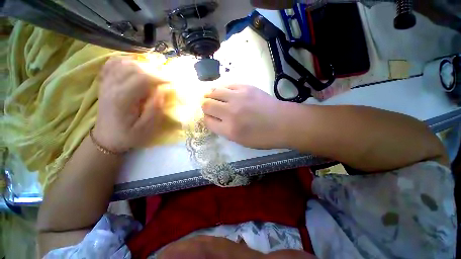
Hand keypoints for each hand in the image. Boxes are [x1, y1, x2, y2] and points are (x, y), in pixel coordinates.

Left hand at [94, 56, 164, 150]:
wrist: (106, 138)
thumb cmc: (128, 135)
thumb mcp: (146, 128)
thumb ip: (155, 109)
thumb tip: (162, 91)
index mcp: (121, 99)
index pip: (142, 78)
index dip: (160, 76)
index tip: (173, 80)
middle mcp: (111, 86)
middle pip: (134, 67)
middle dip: (154, 69)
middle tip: (167, 77)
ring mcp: (106, 82)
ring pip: (124, 62)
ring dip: (143, 64)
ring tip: (155, 71)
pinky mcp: (105, 82)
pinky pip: (114, 63)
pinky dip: (127, 60)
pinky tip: (136, 65)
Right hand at [201, 85, 286, 148]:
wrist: (283, 122)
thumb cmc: (263, 136)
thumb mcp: (241, 141)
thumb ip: (224, 130)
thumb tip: (214, 119)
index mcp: (230, 130)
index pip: (207, 121)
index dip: (207, 119)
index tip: (211, 118)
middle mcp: (230, 112)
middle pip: (206, 104)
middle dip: (205, 107)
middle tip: (210, 107)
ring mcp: (238, 97)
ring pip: (213, 91)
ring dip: (210, 95)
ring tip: (214, 97)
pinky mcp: (246, 87)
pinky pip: (227, 84)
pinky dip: (223, 89)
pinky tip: (226, 93)